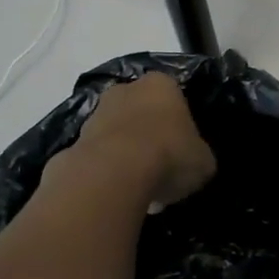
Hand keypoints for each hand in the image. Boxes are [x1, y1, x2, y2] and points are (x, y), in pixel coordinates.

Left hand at [71, 73, 215, 207]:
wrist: (114, 173)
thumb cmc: (169, 154)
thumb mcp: (204, 161)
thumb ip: (199, 155)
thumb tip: (194, 162)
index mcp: (161, 84)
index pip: (174, 97)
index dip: (180, 124)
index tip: (183, 149)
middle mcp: (125, 90)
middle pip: (142, 112)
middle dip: (150, 135)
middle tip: (162, 168)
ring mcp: (95, 114)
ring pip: (118, 133)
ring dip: (127, 155)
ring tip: (140, 189)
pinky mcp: (75, 141)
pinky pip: (99, 157)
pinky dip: (108, 172)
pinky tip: (120, 194)